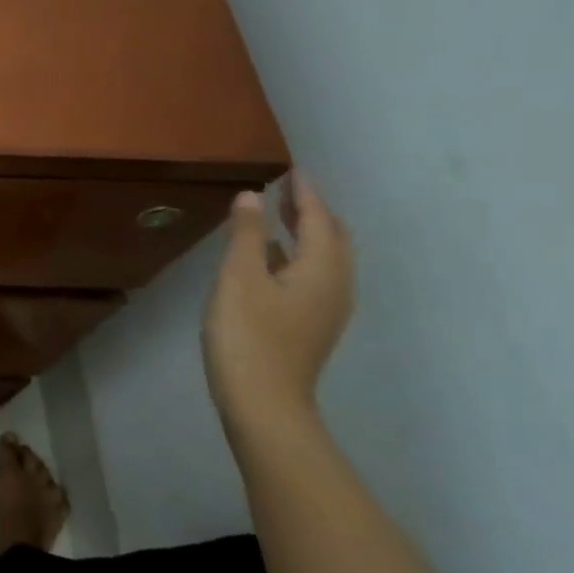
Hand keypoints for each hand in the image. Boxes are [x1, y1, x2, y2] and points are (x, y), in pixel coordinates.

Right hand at [202, 173, 353, 436]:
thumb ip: (246, 235)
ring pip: (326, 258)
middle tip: (287, 189)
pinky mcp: (311, 325)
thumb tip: (252, 196)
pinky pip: (314, 276)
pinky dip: (298, 255)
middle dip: (312, 210)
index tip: (293, 169)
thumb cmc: (249, 335)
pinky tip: (271, 259)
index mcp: (322, 269)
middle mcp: (335, 285)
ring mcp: (326, 309)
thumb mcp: (238, 278)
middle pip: (333, 238)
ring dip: (306, 233)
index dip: (305, 192)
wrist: (264, 403)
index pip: (318, 218)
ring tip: (279, 216)